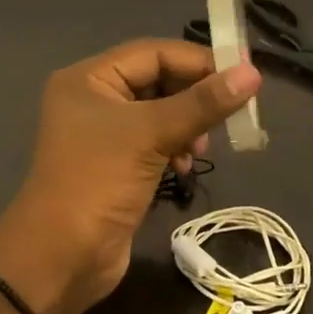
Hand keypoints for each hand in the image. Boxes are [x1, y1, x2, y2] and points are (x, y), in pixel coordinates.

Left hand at [0, 40, 261, 313]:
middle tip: (228, 113)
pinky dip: (175, 147)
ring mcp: (104, 134)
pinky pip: (156, 140)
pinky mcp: (117, 164)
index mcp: (89, 78)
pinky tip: (184, 165)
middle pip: (159, 80)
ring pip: (161, 112)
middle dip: (193, 96)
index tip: (242, 74)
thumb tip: (253, 74)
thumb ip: (203, 104)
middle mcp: (94, 98)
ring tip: (200, 147)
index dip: (198, 60)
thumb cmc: (98, 183)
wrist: (59, 261)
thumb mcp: (151, 135)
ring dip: (188, 125)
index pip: (154, 52)